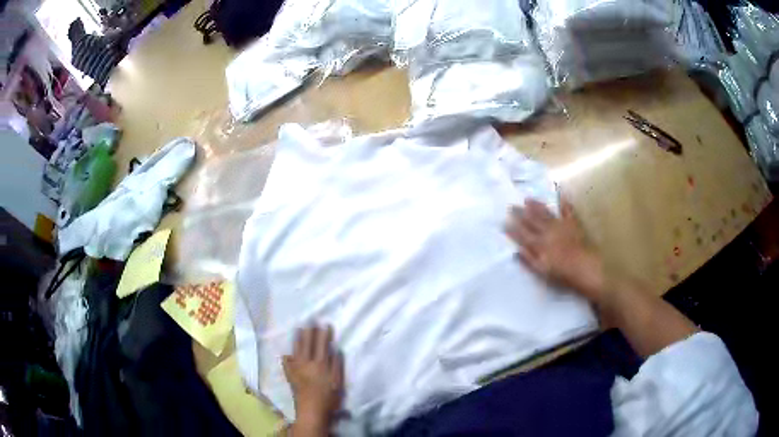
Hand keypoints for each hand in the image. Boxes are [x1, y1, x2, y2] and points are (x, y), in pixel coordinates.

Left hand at [284, 325, 343, 435]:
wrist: (311, 411)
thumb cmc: (329, 399)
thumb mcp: (338, 383)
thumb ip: (337, 366)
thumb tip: (336, 351)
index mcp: (320, 365)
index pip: (322, 345)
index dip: (324, 334)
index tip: (325, 325)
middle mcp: (306, 364)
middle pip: (307, 345)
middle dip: (309, 332)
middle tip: (310, 321)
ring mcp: (296, 370)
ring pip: (296, 350)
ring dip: (298, 339)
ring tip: (298, 330)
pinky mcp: (290, 377)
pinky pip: (287, 364)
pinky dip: (287, 358)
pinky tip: (287, 354)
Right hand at [505, 197, 605, 302]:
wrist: (587, 269)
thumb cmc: (564, 275)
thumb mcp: (543, 272)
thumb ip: (529, 260)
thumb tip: (516, 251)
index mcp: (540, 245)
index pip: (522, 235)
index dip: (512, 228)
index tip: (503, 222)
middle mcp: (548, 232)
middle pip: (532, 221)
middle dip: (521, 213)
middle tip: (511, 206)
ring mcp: (562, 226)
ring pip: (546, 213)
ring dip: (537, 206)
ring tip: (528, 199)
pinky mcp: (574, 224)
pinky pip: (568, 211)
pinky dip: (564, 203)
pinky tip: (560, 196)